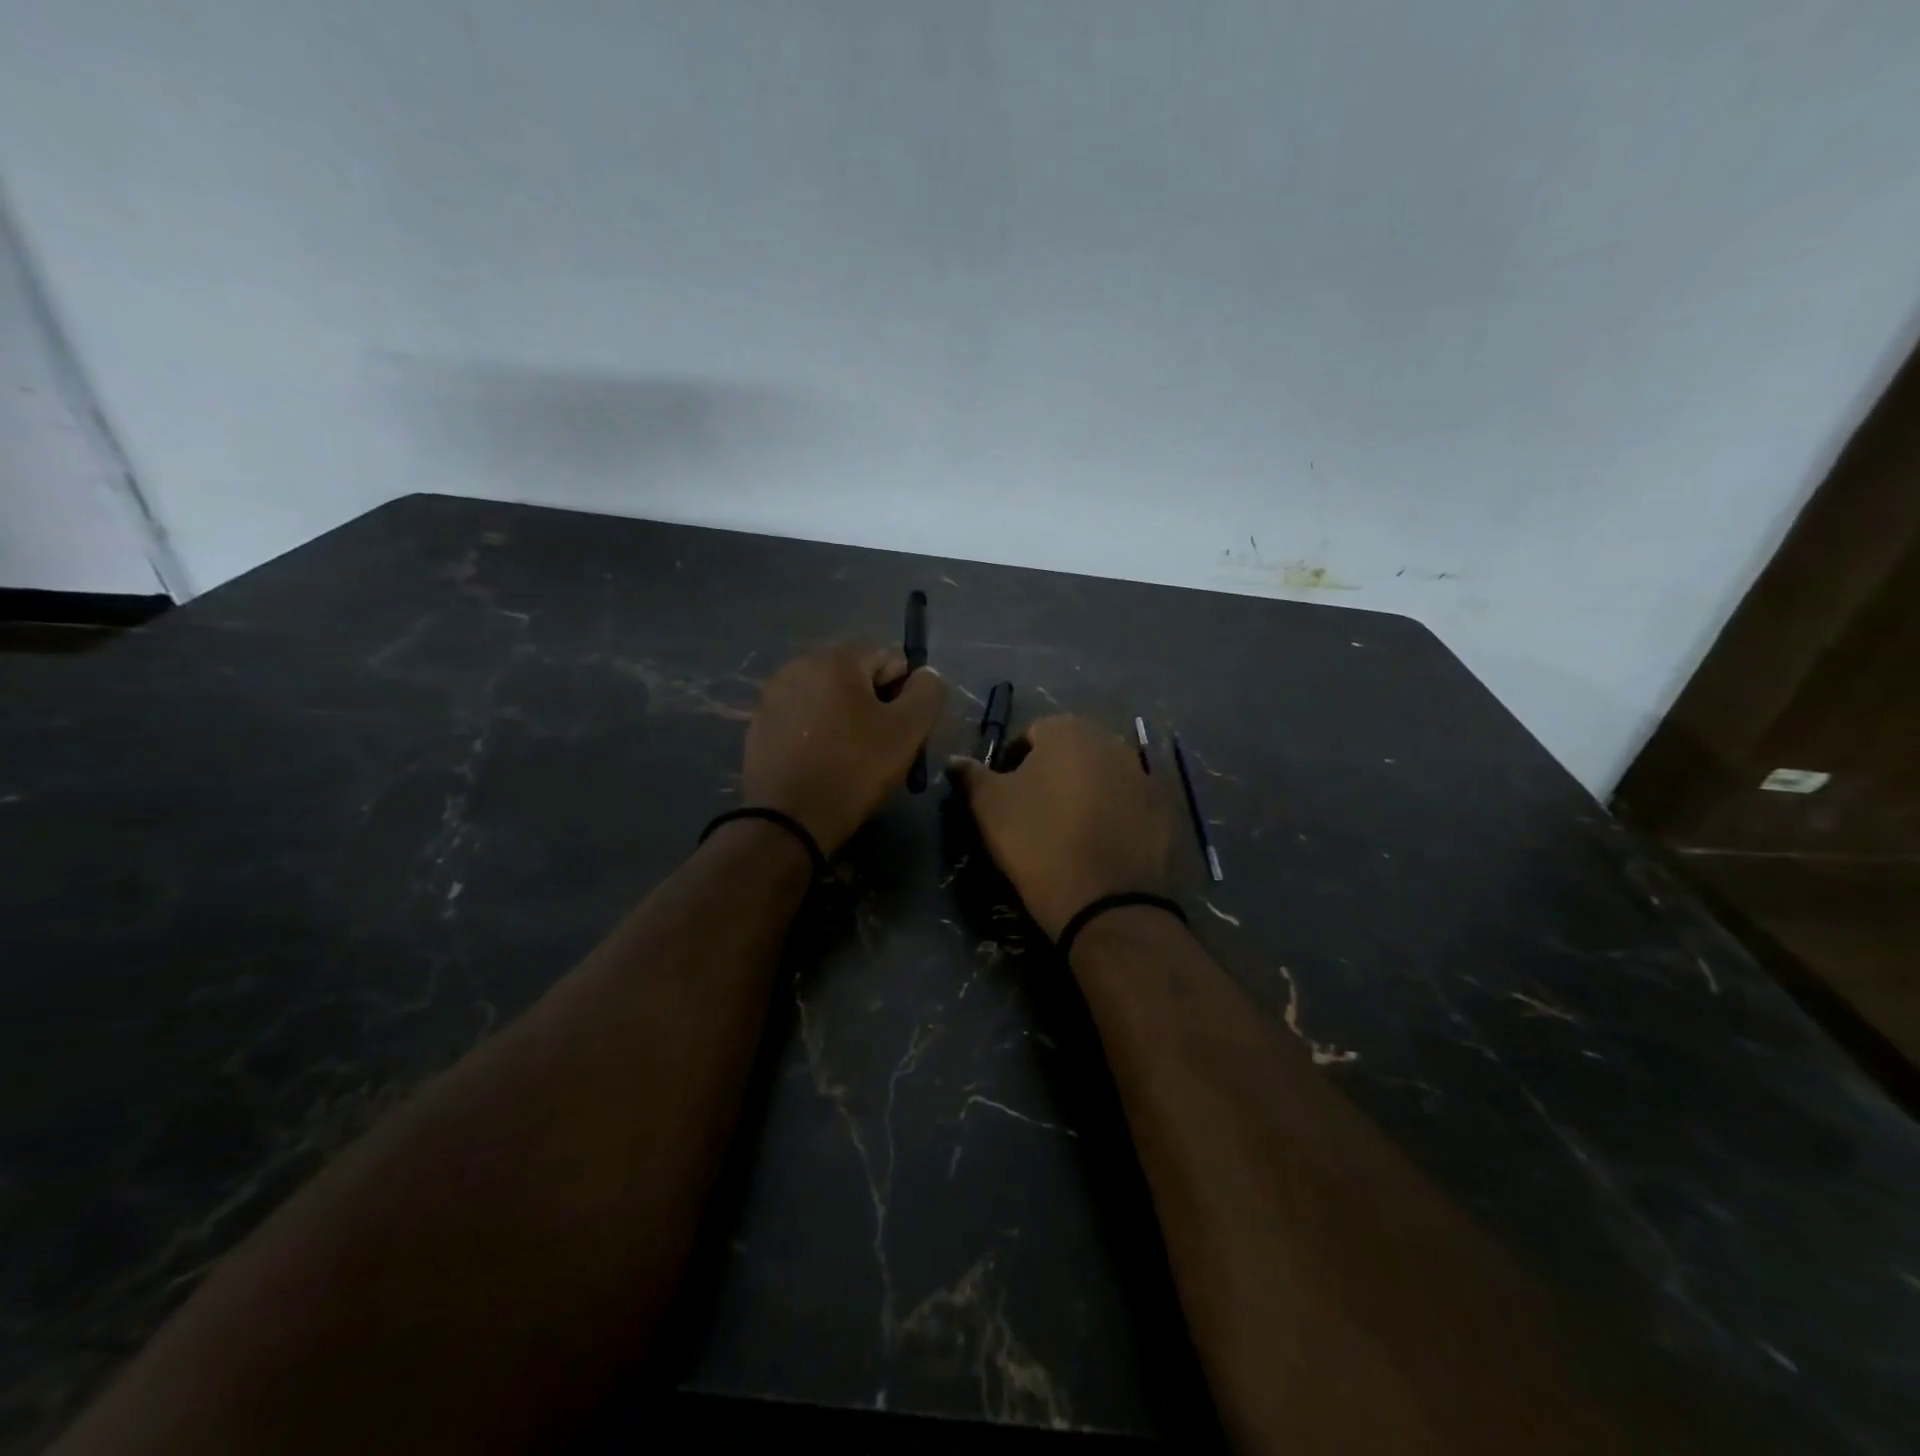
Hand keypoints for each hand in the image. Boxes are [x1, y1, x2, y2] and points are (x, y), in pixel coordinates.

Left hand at [743, 645, 945, 854]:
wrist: (788, 820)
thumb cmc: (854, 770)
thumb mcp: (908, 730)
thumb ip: (928, 691)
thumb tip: (925, 675)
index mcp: (837, 659)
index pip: (891, 658)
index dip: (905, 694)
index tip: (901, 731)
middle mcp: (800, 664)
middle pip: (857, 676)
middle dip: (874, 704)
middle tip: (879, 747)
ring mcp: (774, 694)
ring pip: (829, 697)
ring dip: (845, 718)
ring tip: (849, 757)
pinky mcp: (760, 722)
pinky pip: (803, 717)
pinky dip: (818, 732)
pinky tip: (821, 762)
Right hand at [947, 716, 1172, 939]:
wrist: (1107, 902)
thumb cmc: (1038, 843)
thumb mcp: (989, 808)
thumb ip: (970, 775)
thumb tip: (955, 759)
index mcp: (1067, 730)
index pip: (1029, 735)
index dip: (1011, 764)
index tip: (1003, 798)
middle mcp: (1110, 740)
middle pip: (1070, 751)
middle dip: (1050, 774)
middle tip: (1034, 813)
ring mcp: (1143, 773)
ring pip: (1101, 775)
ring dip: (1083, 792)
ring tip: (1068, 831)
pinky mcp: (1165, 808)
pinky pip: (1128, 802)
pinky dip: (1114, 814)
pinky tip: (1101, 844)